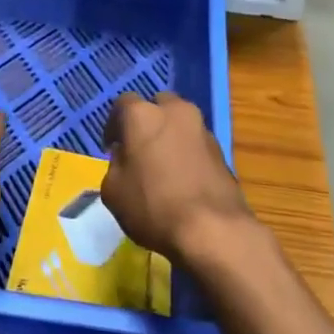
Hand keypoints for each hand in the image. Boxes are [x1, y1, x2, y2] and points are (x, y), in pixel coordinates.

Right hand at [101, 93, 249, 261]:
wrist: (212, 229)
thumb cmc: (152, 206)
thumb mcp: (113, 191)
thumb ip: (116, 164)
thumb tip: (127, 157)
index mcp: (142, 114)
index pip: (122, 104)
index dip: (114, 125)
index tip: (111, 147)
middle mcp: (174, 111)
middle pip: (157, 106)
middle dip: (147, 123)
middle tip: (139, 150)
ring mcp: (202, 128)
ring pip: (179, 123)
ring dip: (169, 136)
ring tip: (163, 166)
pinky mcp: (221, 149)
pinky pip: (196, 143)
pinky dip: (187, 152)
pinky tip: (183, 178)